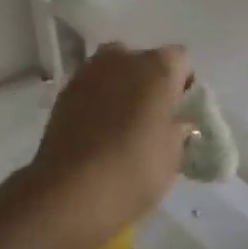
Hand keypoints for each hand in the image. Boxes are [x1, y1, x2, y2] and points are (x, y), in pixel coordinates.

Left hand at [27, 43, 193, 248]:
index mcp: (158, 67)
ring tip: (122, 125)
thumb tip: (175, 123)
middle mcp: (123, 58)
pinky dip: (97, 102)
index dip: (183, 84)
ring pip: (114, 72)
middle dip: (149, 83)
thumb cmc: (135, 169)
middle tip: (152, 118)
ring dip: (121, 90)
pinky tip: (98, 132)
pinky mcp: (64, 92)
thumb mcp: (174, 154)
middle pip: (143, 62)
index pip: (181, 61)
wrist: (72, 190)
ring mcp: (89, 72)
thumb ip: (178, 129)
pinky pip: (91, 89)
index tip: (181, 111)